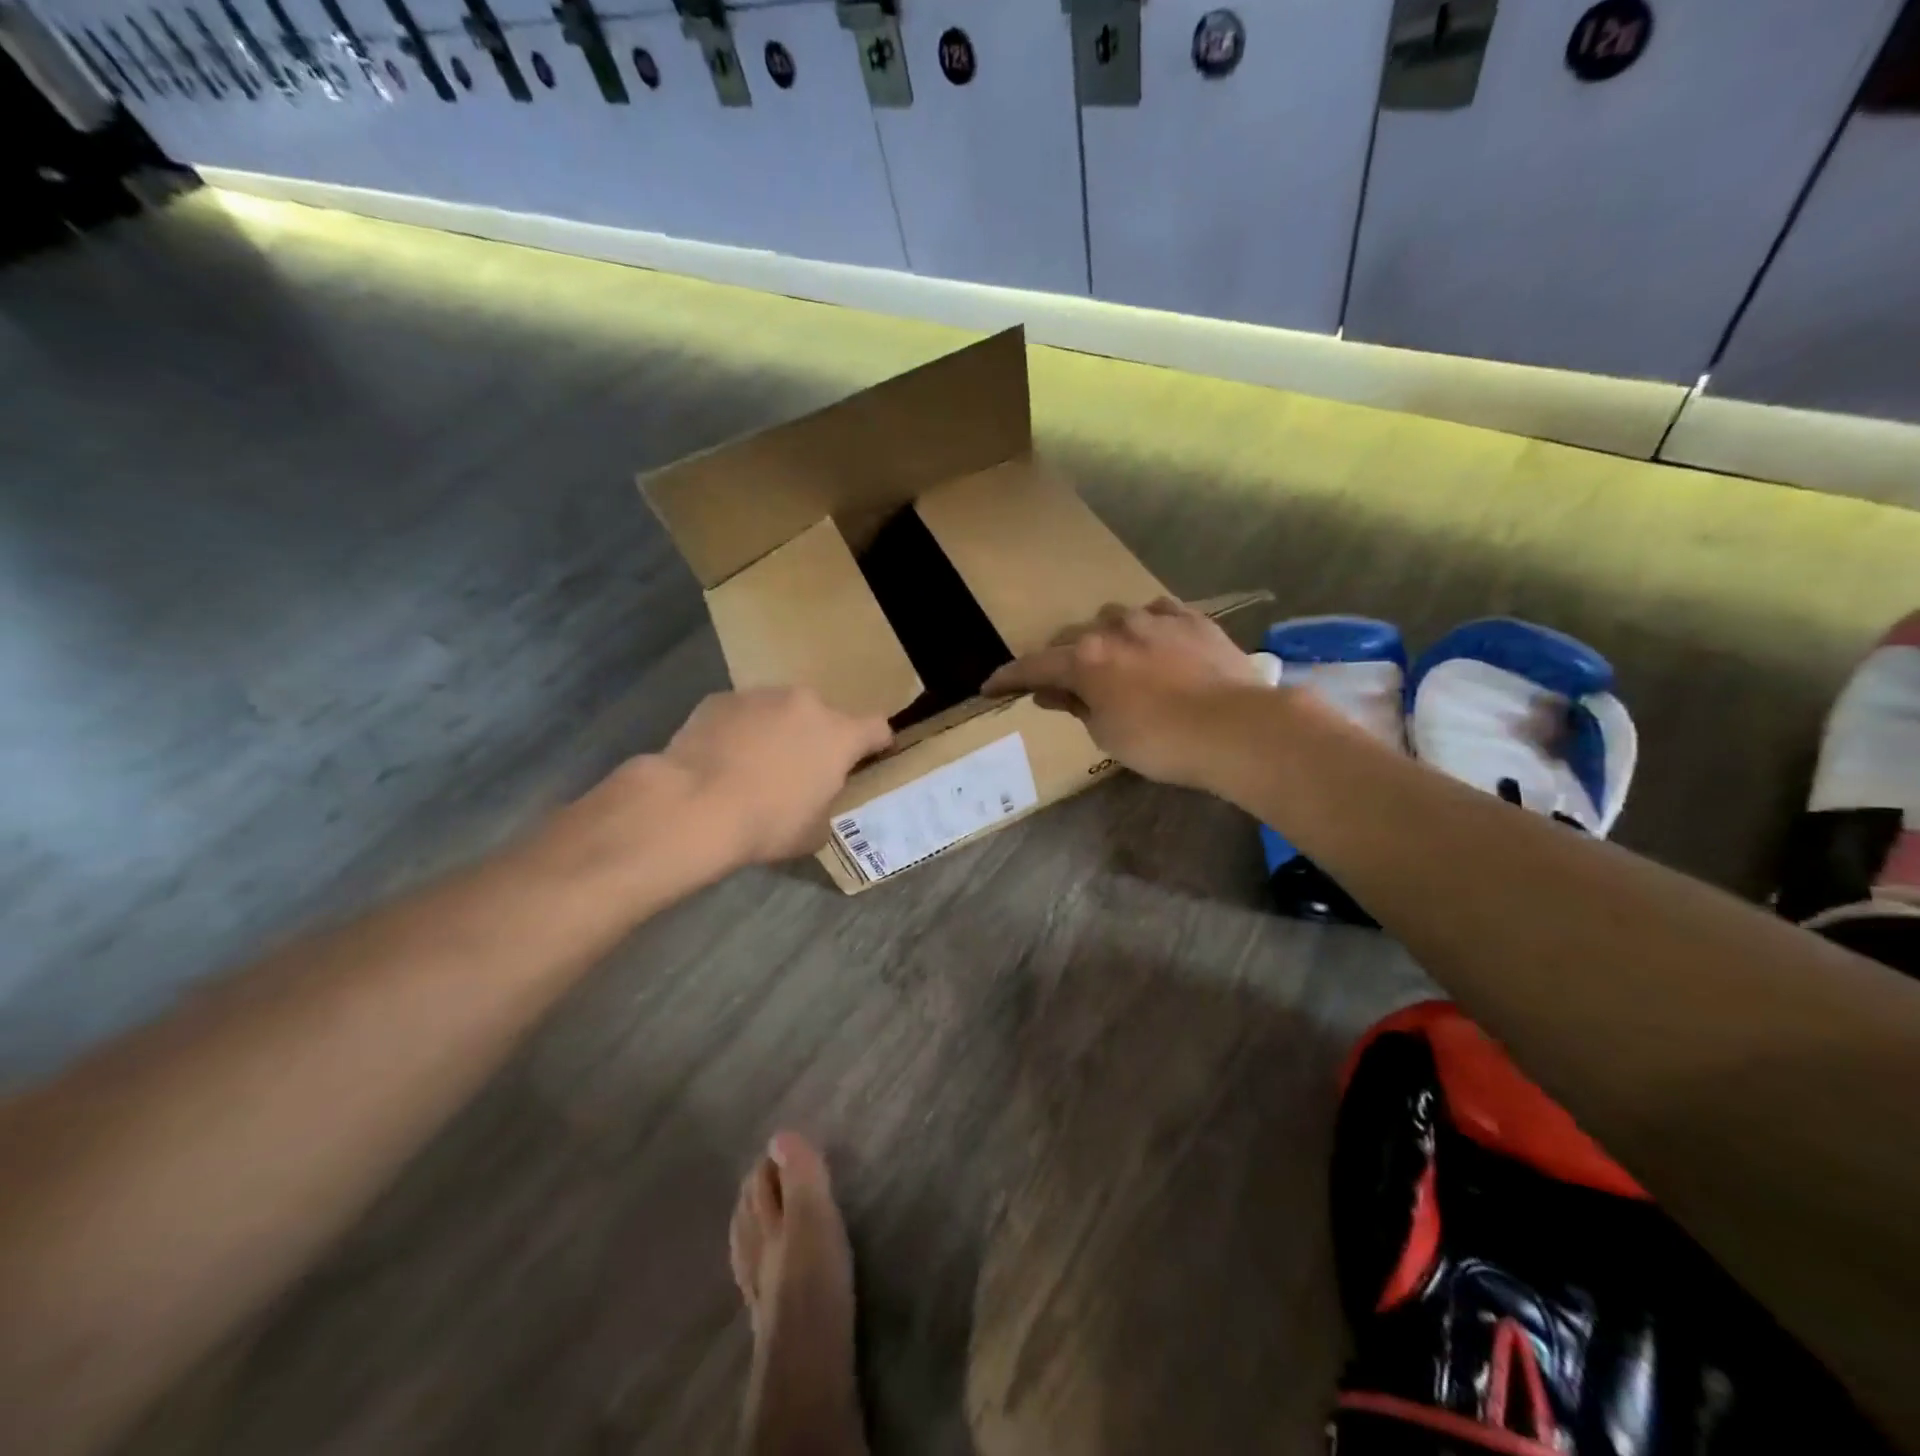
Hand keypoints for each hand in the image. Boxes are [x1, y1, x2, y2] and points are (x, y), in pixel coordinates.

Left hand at [657, 687, 892, 864]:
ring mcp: (760, 696)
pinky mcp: (721, 699)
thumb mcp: (813, 832)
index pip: (877, 727)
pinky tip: (722, 759)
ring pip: (780, 710)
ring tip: (754, 764)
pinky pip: (741, 713)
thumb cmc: (766, 823)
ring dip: (777, 730)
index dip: (876, 743)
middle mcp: (805, 704)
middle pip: (823, 716)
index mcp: (839, 735)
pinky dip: (740, 730)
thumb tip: (817, 803)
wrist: (694, 806)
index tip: (869, 756)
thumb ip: (826, 807)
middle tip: (799, 769)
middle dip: (817, 738)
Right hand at [983, 598, 1269, 787]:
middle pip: (1072, 638)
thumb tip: (1050, 691)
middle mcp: (1113, 628)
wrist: (1237, 727)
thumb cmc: (1162, 742)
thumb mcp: (1107, 734)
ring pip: (1113, 619)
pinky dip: (1145, 628)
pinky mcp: (1191, 618)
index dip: (1007, 678)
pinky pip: (1156, 614)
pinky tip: (1154, 642)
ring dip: (1104, 639)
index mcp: (1085, 660)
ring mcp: (1154, 618)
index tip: (990, 686)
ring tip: (1115, 661)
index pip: (1033, 666)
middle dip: (1061, 660)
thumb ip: (1076, 705)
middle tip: (1063, 684)